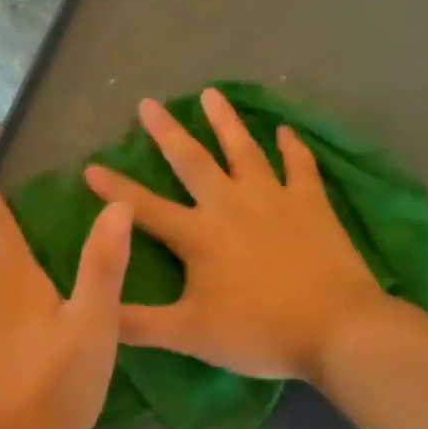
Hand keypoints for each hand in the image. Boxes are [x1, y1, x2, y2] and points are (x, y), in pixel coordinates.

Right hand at [82, 87, 391, 385]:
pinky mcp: (311, 206)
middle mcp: (230, 206)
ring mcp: (274, 200)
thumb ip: (136, 324)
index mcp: (197, 235)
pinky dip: (292, 147)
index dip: (114, 189)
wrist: (338, 328)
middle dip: (166, 132)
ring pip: (244, 150)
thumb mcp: (189, 334)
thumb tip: (95, 316)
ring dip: (226, 121)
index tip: (90, 166)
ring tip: (212, 93)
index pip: (143, 208)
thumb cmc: (258, 331)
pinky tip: (286, 132)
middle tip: (148, 102)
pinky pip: (300, 166)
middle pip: (192, 161)